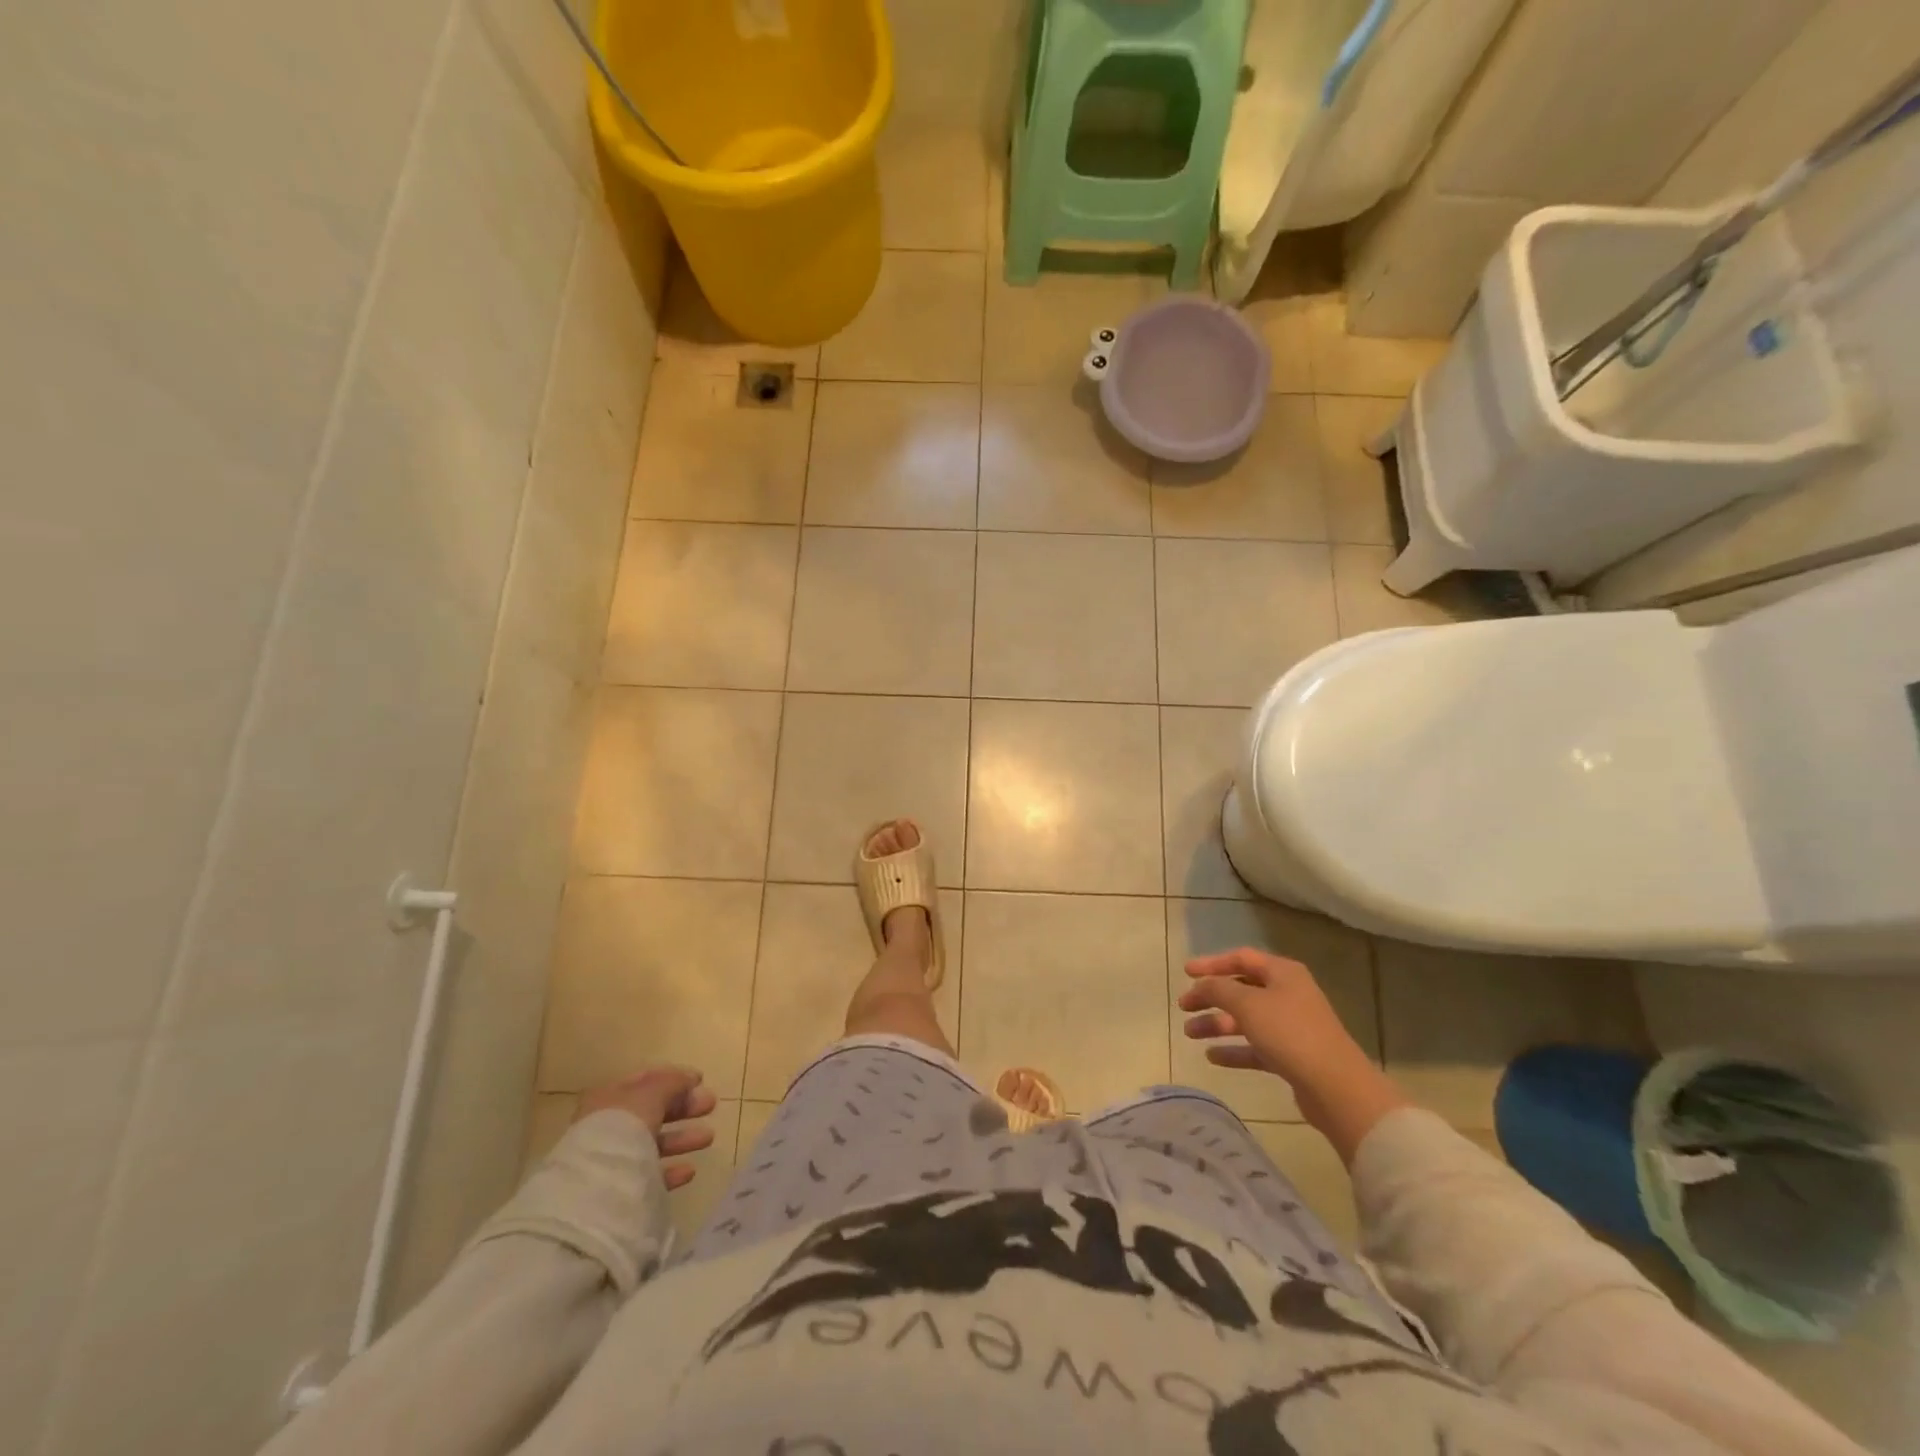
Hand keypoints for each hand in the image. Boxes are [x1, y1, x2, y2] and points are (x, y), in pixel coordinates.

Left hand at [577, 1066, 717, 1190]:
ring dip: (682, 1138)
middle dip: (683, 1107)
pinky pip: (650, 1175)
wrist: (595, 1190)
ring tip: (708, 1137)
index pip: (644, 1080)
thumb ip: (672, 1083)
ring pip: (653, 1143)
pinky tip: (689, 1170)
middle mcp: (609, 1126)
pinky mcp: (620, 1189)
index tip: (701, 1080)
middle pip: (652, 1111)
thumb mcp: (650, 1094)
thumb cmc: (621, 1128)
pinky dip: (671, 1170)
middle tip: (710, 1104)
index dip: (673, 1077)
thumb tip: (690, 1078)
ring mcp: (613, 1159)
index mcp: (609, 1098)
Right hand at [1178, 949, 1406, 1161]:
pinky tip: (1212, 1057)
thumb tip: (1202, 985)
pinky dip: (1234, 1049)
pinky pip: (1255, 1046)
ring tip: (1190, 1034)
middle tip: (1184, 1006)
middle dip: (1210, 997)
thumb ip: (1218, 989)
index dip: (1211, 963)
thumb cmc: (1290, 1033)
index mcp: (1282, 973)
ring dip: (1217, 1024)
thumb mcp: (1247, 1004)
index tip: (1185, 972)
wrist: (1335, 1087)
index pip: (1241, 958)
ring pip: (1245, 1019)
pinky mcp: (1291, 1056)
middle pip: (1241, 990)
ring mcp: (1291, 1026)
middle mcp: (1288, 994)